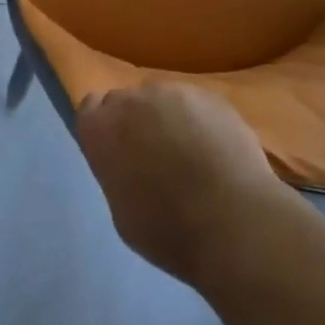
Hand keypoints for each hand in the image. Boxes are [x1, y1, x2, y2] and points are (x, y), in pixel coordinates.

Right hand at [76, 81, 287, 286]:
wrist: (234, 222)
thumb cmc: (168, 231)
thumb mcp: (122, 211)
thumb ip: (116, 172)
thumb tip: (128, 162)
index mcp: (101, 128)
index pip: (91, 109)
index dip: (105, 128)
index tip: (119, 150)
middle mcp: (132, 99)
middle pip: (127, 101)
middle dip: (136, 122)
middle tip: (155, 155)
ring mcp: (173, 92)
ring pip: (163, 100)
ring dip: (169, 119)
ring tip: (191, 154)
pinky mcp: (209, 95)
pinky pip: (195, 104)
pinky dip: (200, 121)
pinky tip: (215, 151)